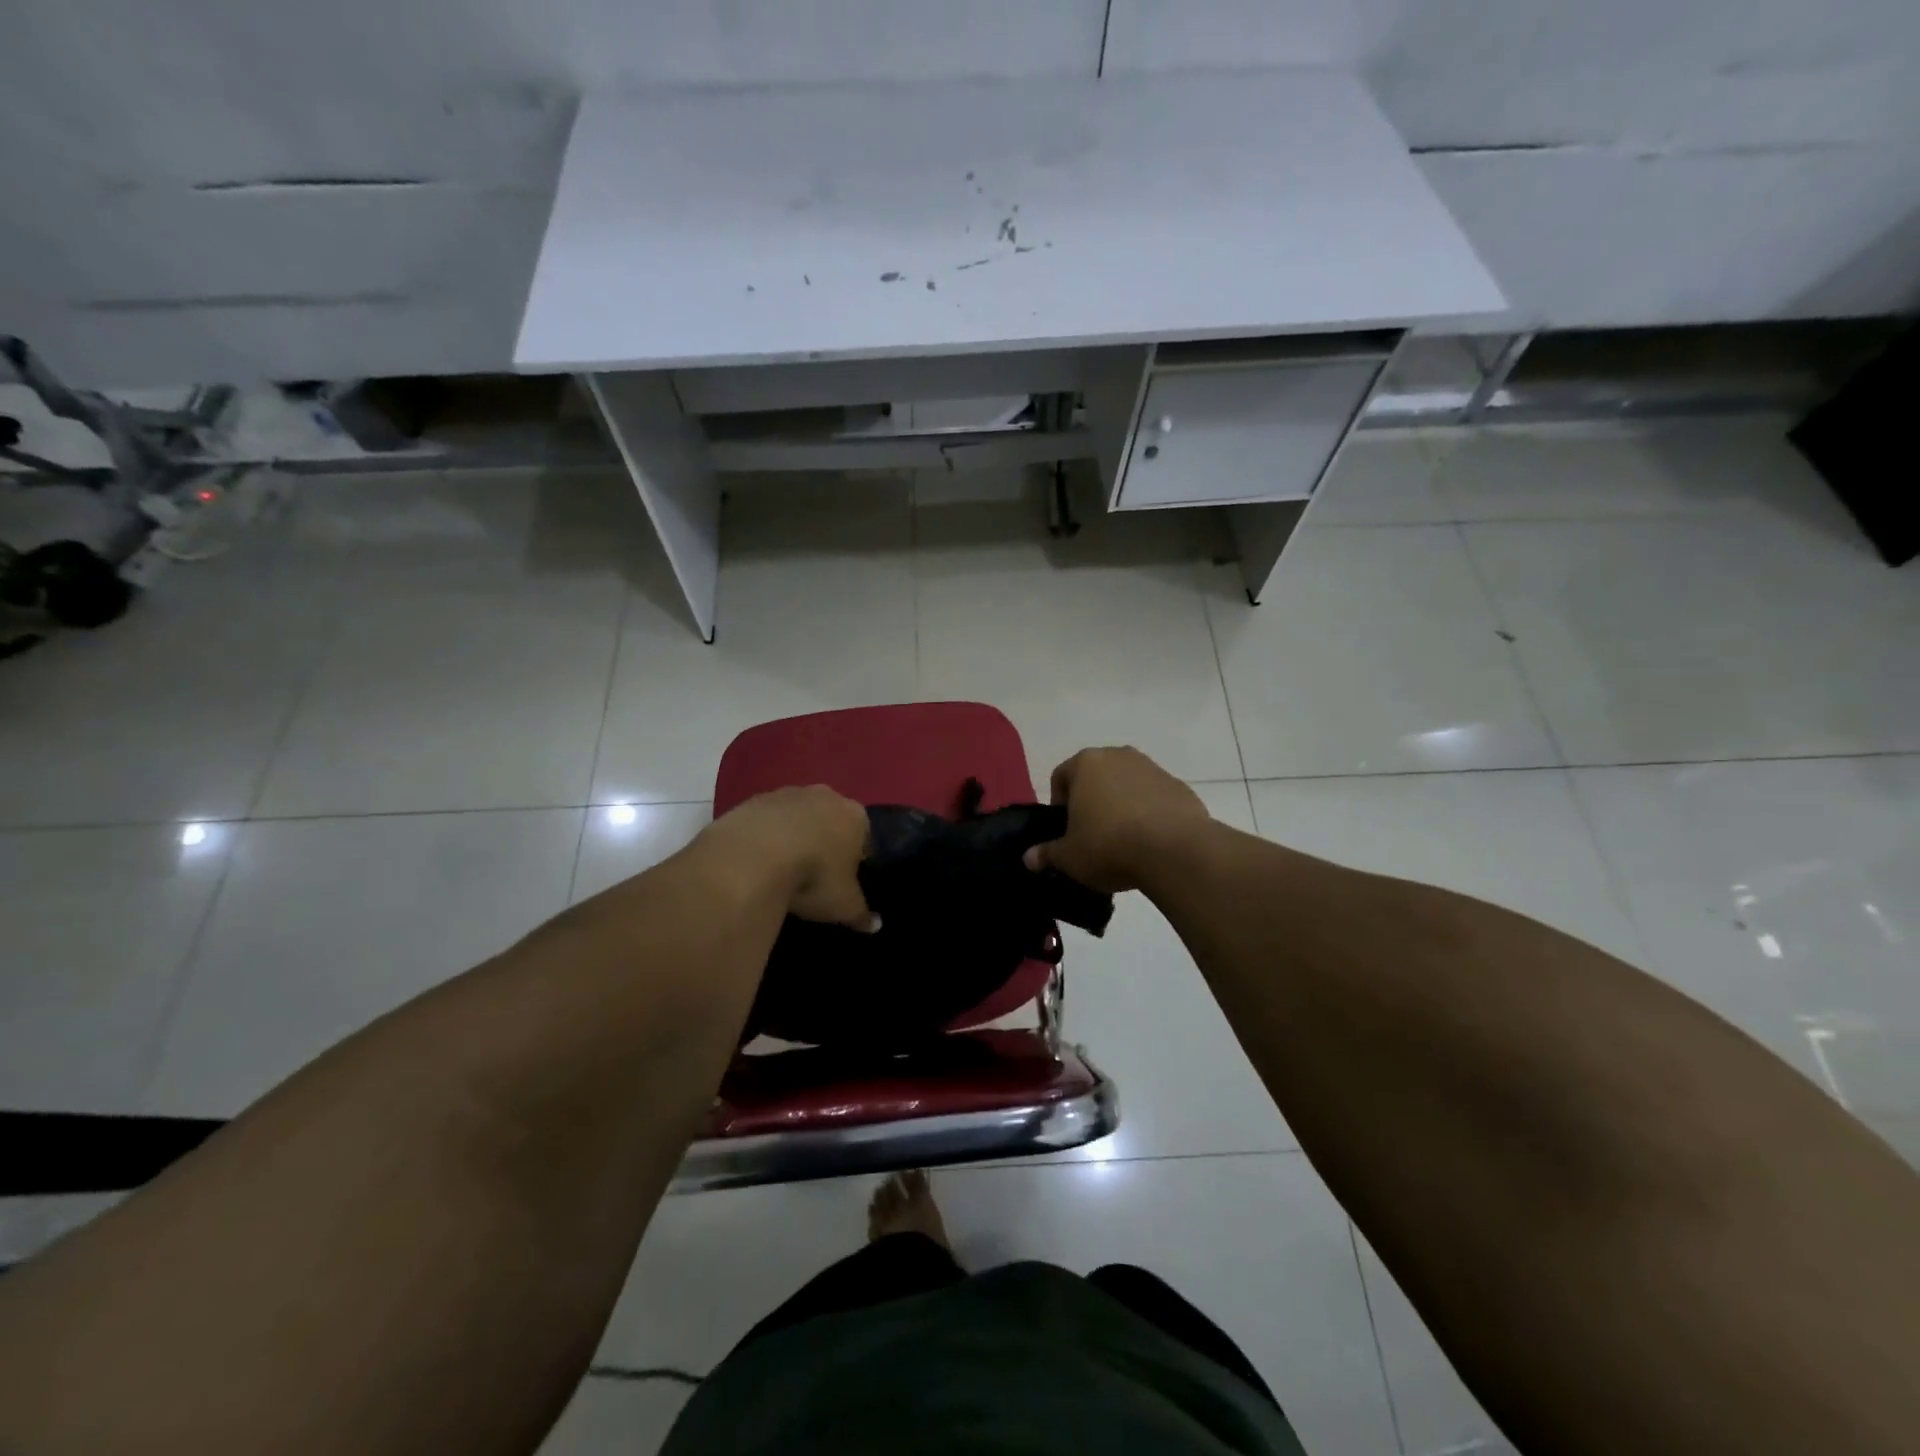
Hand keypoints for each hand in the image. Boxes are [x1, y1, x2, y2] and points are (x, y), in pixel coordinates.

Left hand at [700, 785, 878, 930]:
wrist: (753, 855)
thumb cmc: (814, 876)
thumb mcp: (843, 904)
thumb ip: (861, 914)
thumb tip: (875, 925)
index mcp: (855, 816)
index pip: (864, 835)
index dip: (856, 858)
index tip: (844, 879)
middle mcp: (825, 796)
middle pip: (830, 820)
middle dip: (825, 841)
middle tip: (814, 874)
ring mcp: (787, 793)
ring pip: (796, 817)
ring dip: (793, 836)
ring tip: (781, 869)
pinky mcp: (753, 800)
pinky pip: (766, 820)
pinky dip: (764, 836)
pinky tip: (756, 861)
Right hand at [1024, 747, 1211, 892]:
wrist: (1175, 850)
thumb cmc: (1109, 845)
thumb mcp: (1070, 857)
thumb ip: (1047, 854)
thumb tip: (1029, 859)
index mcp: (1086, 763)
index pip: (1061, 776)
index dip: (1059, 804)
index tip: (1066, 831)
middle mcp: (1118, 756)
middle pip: (1096, 777)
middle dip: (1091, 801)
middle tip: (1092, 835)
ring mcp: (1152, 768)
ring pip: (1126, 785)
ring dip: (1121, 805)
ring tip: (1123, 841)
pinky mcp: (1179, 786)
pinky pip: (1154, 798)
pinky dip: (1149, 813)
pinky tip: (1150, 842)